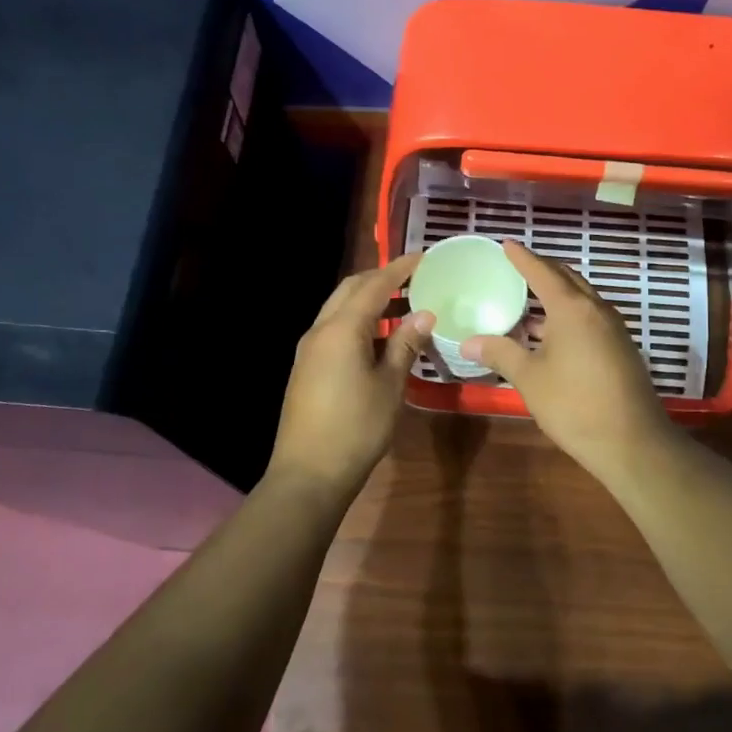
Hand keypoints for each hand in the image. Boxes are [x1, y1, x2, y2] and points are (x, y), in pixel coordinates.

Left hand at [265, 254, 432, 501]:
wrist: (308, 474)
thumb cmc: (356, 428)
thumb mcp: (390, 386)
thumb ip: (405, 345)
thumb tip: (423, 314)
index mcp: (341, 329)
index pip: (374, 285)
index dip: (400, 269)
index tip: (425, 257)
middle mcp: (320, 330)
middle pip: (350, 289)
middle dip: (381, 279)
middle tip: (414, 280)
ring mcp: (308, 350)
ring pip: (340, 309)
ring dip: (369, 302)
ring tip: (404, 308)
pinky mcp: (306, 368)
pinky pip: (334, 330)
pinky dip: (358, 323)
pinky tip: (380, 340)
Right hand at [462, 241, 675, 481]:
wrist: (631, 442)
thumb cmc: (574, 404)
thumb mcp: (530, 379)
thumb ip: (500, 353)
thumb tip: (469, 342)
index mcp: (572, 309)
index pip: (543, 271)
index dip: (522, 257)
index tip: (506, 244)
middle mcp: (597, 310)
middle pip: (567, 279)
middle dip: (542, 270)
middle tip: (516, 267)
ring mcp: (613, 329)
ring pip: (581, 300)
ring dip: (556, 296)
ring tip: (527, 302)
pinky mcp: (621, 348)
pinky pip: (590, 318)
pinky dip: (568, 316)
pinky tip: (550, 335)